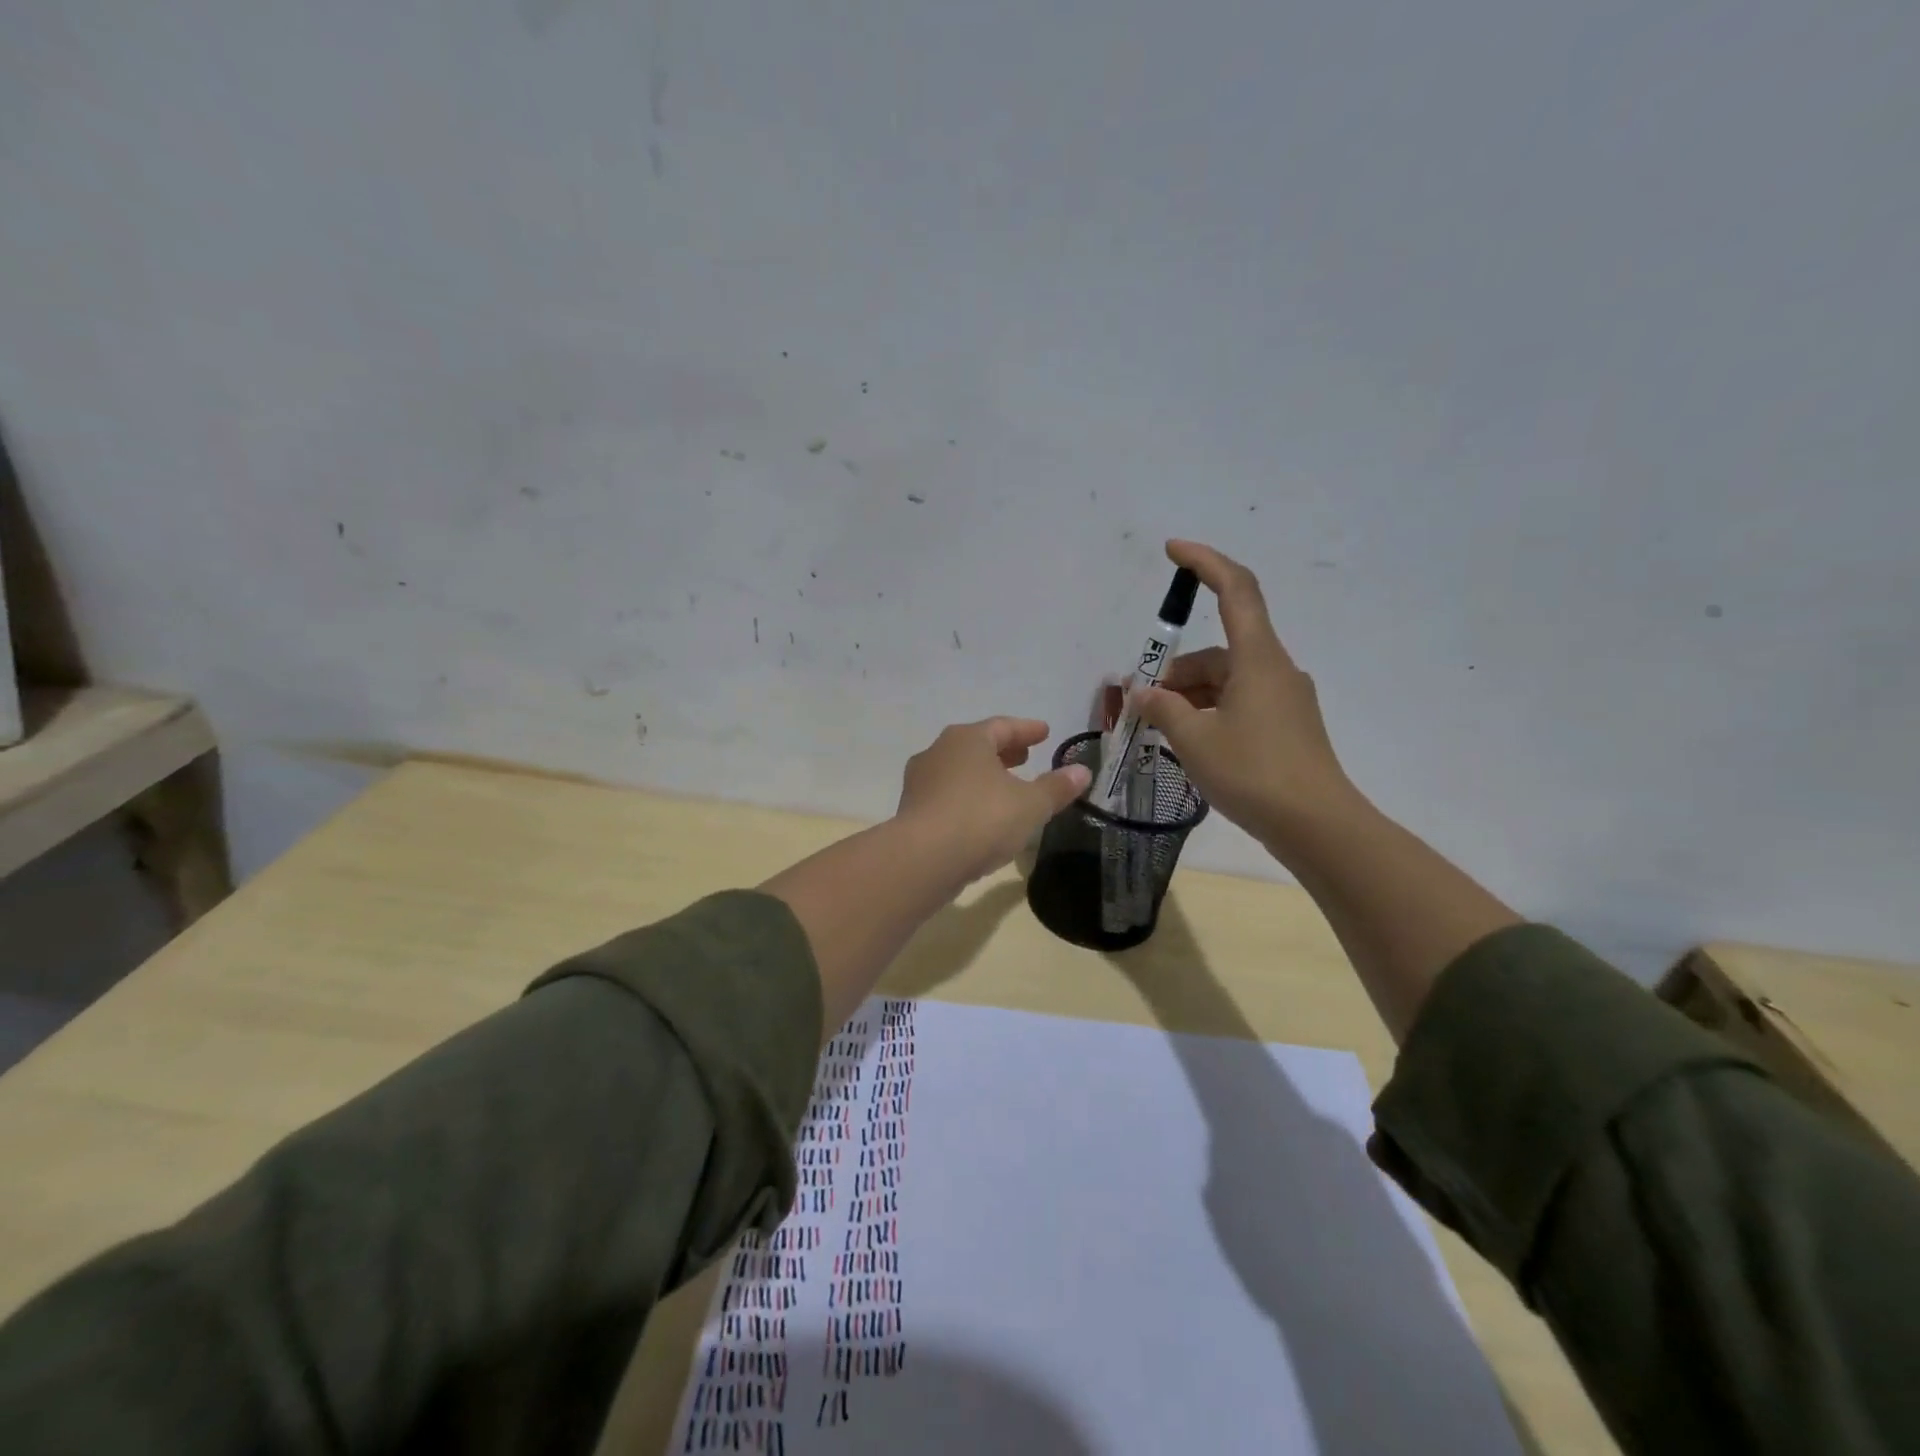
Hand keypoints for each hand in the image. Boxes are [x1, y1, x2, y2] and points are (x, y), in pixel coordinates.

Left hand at [896, 718, 1091, 884]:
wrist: (923, 859)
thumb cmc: (982, 819)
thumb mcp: (1031, 805)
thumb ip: (1057, 787)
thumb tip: (1082, 771)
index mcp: (968, 739)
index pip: (1003, 727)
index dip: (1027, 730)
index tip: (1044, 732)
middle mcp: (939, 752)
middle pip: (977, 745)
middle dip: (1004, 751)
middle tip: (1025, 757)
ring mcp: (920, 781)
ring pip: (959, 770)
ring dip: (983, 775)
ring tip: (1005, 788)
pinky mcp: (911, 810)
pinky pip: (947, 795)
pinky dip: (967, 797)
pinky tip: (980, 816)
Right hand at [1134, 541, 1359, 851]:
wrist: (1317, 826)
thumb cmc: (1254, 773)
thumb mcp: (1194, 740)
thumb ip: (1162, 709)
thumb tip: (1142, 693)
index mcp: (1258, 658)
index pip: (1236, 590)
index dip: (1205, 562)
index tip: (1173, 550)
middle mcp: (1275, 669)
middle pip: (1218, 651)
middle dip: (1176, 672)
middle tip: (1142, 704)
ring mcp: (1284, 699)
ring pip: (1226, 681)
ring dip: (1190, 697)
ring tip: (1160, 731)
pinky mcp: (1287, 726)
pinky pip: (1239, 703)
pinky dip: (1210, 712)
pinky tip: (1189, 743)